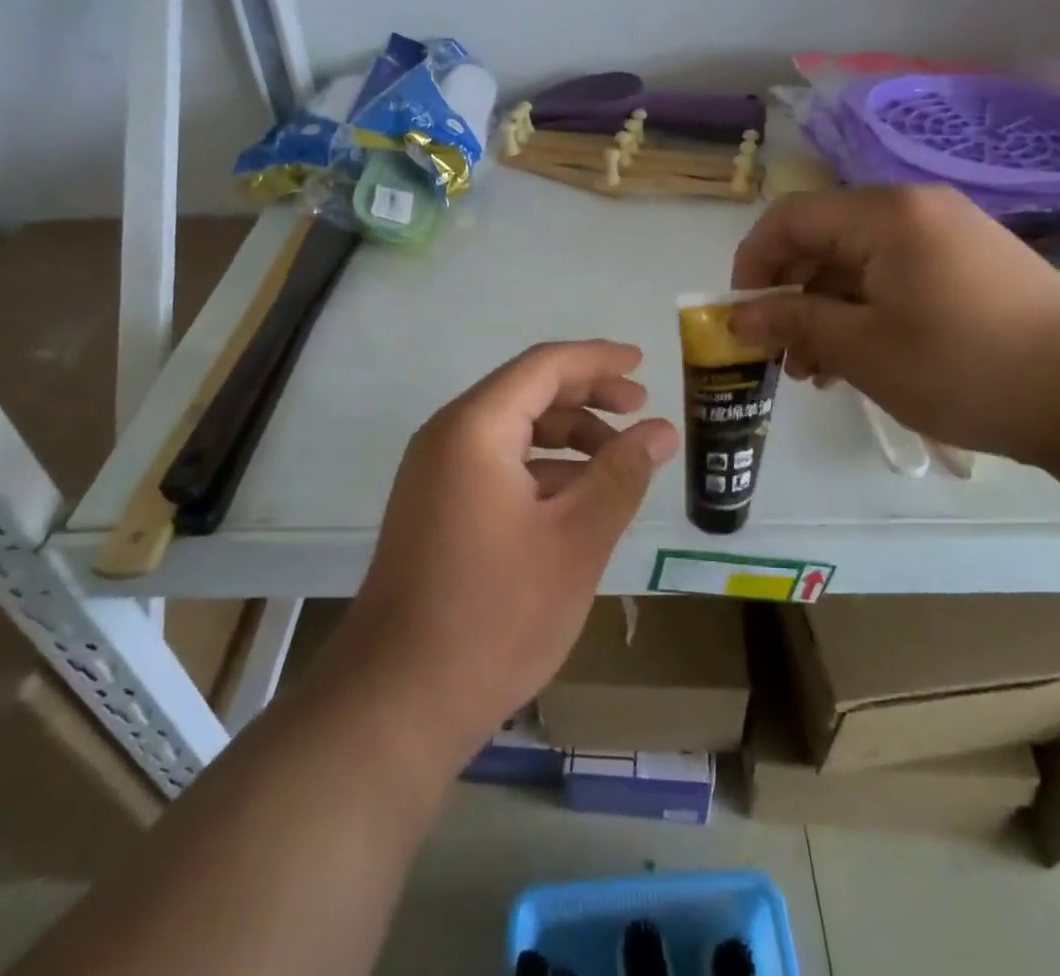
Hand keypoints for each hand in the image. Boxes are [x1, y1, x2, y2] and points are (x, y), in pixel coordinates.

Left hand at [321, 341, 678, 773]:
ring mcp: (433, 473)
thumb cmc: (496, 614)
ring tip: (617, 460)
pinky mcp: (433, 507)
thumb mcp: (576, 540)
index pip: (544, 366)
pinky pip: (494, 463)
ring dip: (566, 434)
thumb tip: (661, 430)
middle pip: (525, 391)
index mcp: (475, 427)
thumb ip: (621, 475)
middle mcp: (446, 436)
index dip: (598, 359)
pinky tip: (575, 498)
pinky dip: (539, 467)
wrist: (398, 701)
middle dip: (586, 395)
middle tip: (639, 409)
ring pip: (511, 430)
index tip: (642, 364)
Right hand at [729, 186, 1059, 463]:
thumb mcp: (863, 349)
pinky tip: (863, 357)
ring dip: (827, 309)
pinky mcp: (971, 263)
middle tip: (784, 354)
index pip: (789, 218)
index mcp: (885, 215)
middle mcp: (915, 208)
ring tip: (820, 370)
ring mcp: (949, 233)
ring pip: (858, 262)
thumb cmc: (964, 366)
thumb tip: (739, 318)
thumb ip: (793, 323)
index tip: (743, 317)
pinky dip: (867, 310)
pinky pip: (896, 275)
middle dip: (791, 294)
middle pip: (823, 239)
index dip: (753, 264)